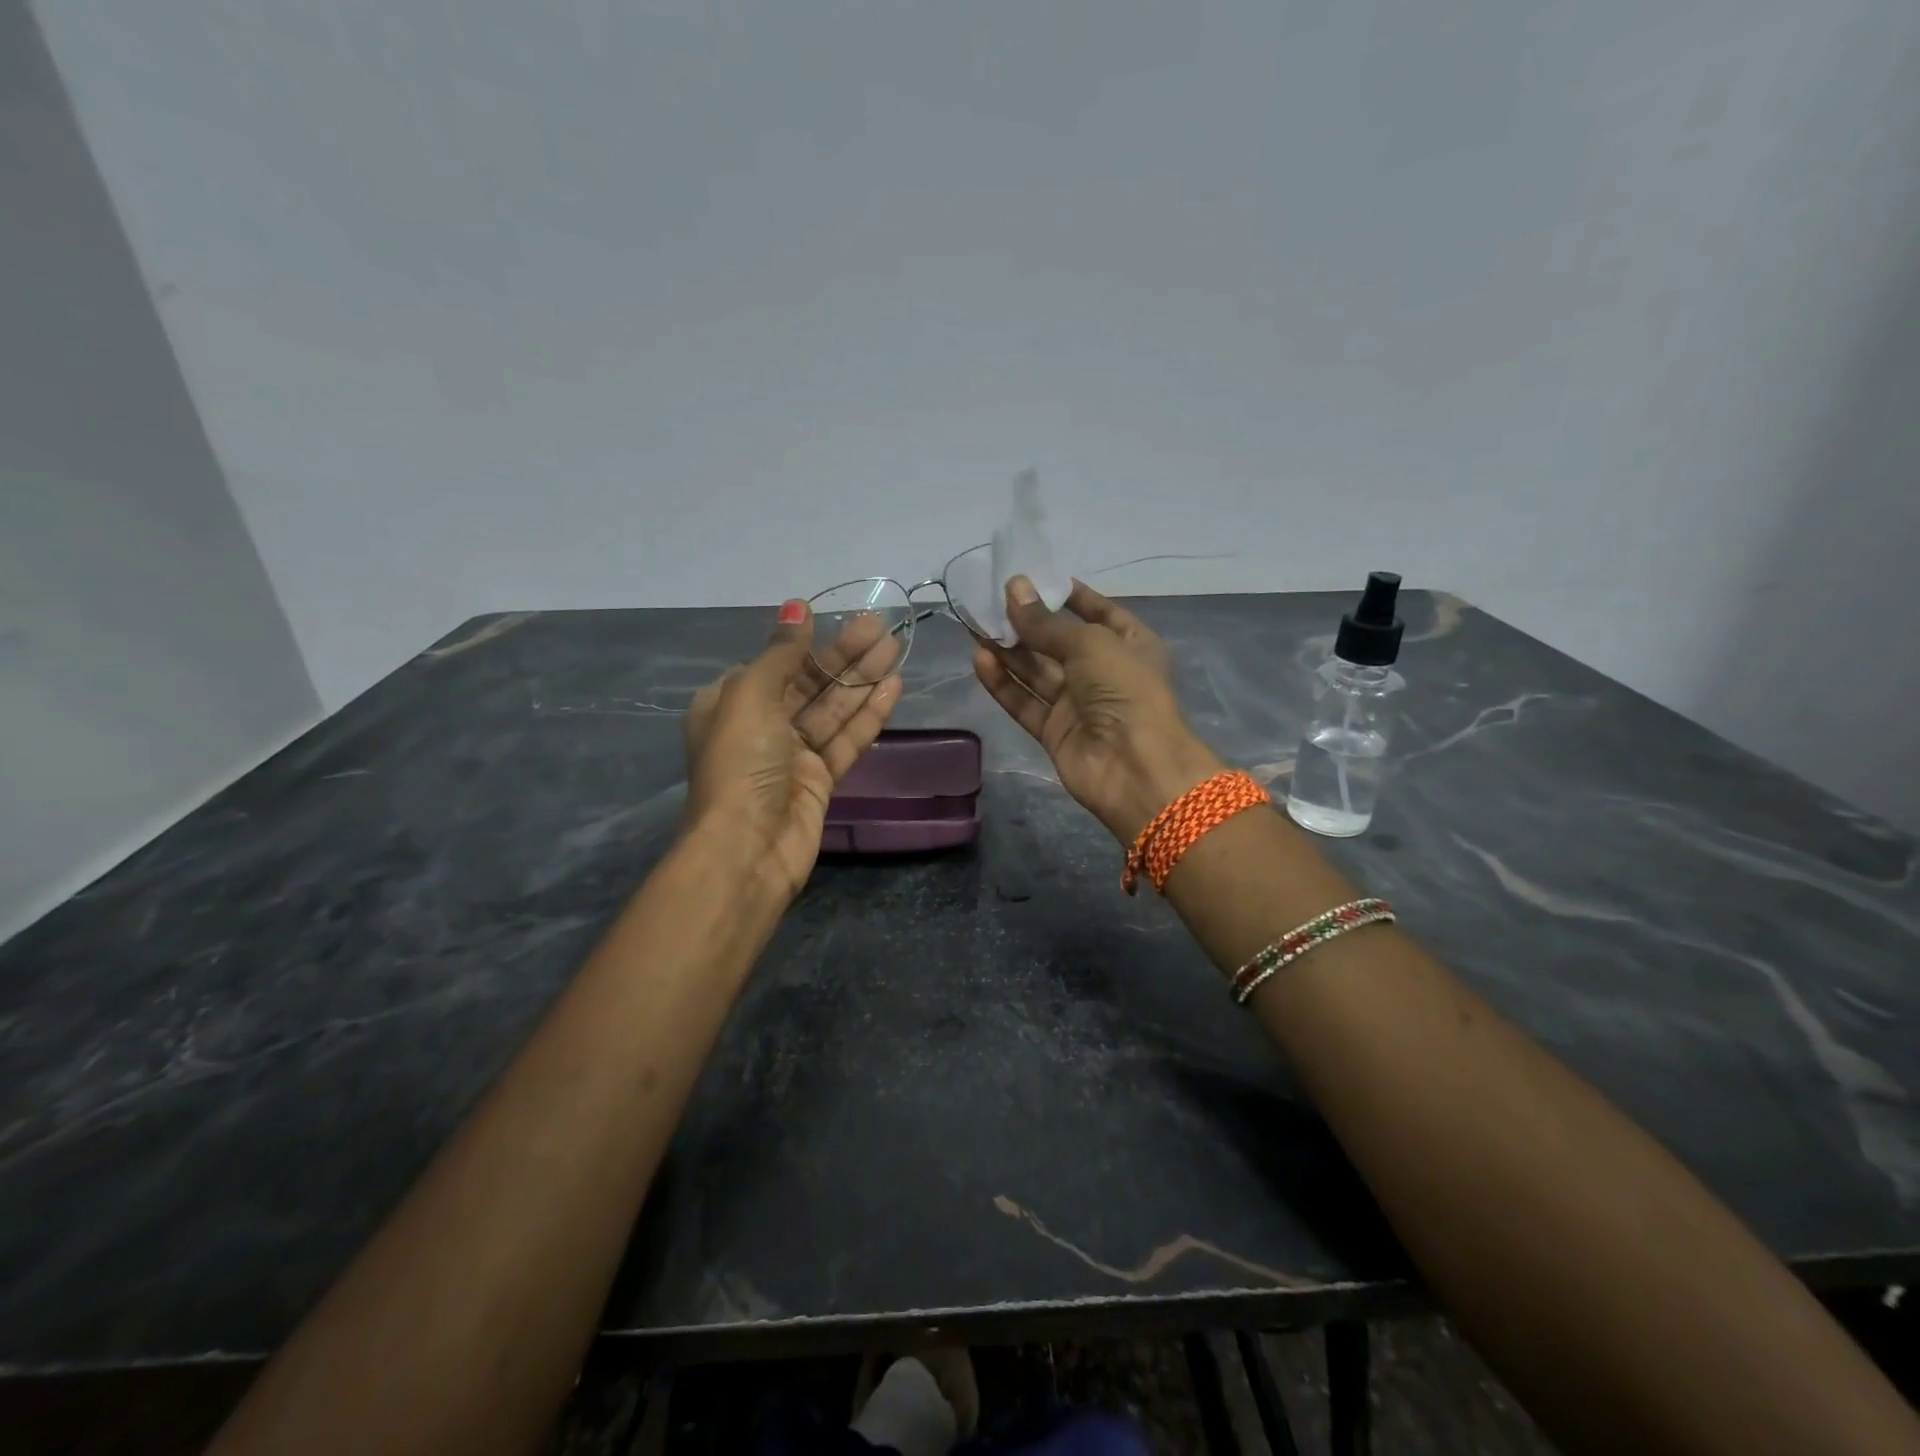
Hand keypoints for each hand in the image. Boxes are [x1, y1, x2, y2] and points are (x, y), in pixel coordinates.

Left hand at [684, 602, 902, 896]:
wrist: (748, 847)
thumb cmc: (740, 763)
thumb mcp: (751, 696)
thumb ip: (781, 652)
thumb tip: (797, 605)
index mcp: (731, 703)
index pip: (775, 665)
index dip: (808, 642)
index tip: (840, 619)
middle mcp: (761, 726)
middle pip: (810, 683)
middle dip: (845, 656)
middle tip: (883, 627)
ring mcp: (792, 755)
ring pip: (833, 709)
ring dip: (863, 680)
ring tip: (897, 648)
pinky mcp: (820, 779)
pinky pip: (846, 739)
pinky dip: (868, 715)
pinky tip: (893, 688)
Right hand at [972, 577, 1222, 842]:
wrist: (1134, 767)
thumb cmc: (1125, 689)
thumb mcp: (1089, 643)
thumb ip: (1045, 622)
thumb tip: (1014, 588)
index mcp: (1129, 644)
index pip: (1098, 612)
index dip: (1068, 596)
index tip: (1035, 580)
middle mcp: (1103, 671)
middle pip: (1058, 642)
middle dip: (1026, 622)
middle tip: (989, 600)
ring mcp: (1078, 703)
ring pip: (1036, 671)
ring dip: (1007, 649)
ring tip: (974, 624)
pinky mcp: (1054, 731)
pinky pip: (1024, 701)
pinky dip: (1003, 682)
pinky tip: (979, 659)